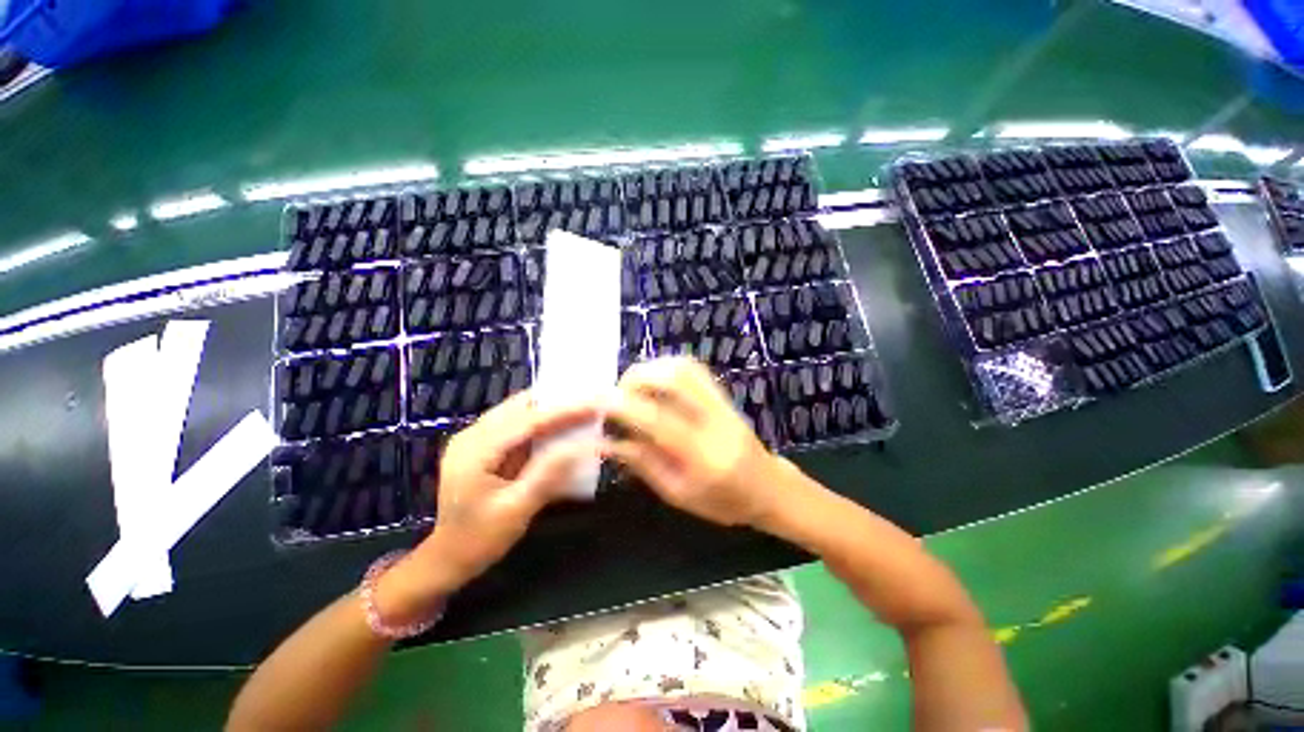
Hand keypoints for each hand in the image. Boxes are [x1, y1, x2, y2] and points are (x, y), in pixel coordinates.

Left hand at [378, 391, 597, 620]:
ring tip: (580, 408)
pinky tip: (559, 426)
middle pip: (520, 407)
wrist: (446, 559)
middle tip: (589, 400)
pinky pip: (516, 424)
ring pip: (518, 411)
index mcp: (475, 451)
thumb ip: (547, 475)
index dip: (564, 410)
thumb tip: (582, 446)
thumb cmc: (479, 539)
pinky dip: (540, 421)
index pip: (527, 421)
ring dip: (548, 408)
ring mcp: (476, 439)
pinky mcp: (483, 446)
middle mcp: (472, 435)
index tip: (594, 404)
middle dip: (556, 401)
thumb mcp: (516, 510)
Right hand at [602, 357, 784, 527]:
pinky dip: (668, 367)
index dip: (625, 406)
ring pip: (686, 367)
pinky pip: (695, 369)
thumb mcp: (678, 494)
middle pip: (675, 379)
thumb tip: (607, 442)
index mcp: (704, 456)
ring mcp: (724, 403)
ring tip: (631, 387)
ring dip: (652, 369)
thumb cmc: (723, 502)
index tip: (599, 404)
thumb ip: (644, 464)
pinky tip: (654, 382)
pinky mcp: (725, 395)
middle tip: (616, 395)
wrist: (769, 489)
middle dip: (637, 379)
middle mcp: (715, 421)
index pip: (659, 420)